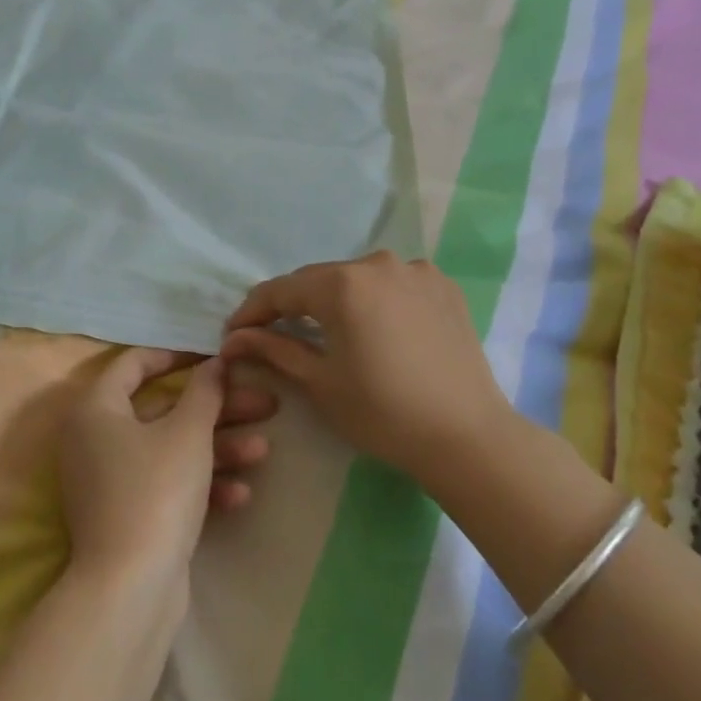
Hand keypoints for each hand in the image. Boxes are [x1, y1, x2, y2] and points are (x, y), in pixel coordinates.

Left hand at [58, 348, 273, 588]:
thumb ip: (204, 391)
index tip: (215, 357)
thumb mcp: (187, 433)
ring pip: (170, 448)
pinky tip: (241, 494)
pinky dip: (199, 484)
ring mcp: (110, 480)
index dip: (177, 354)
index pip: (134, 363)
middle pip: (164, 409)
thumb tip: (214, 362)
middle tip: (262, 403)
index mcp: (96, 408)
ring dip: (217, 447)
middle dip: (217, 408)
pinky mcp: (127, 515)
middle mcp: (95, 438)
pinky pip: (165, 484)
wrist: (130, 591)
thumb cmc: (156, 492)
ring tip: (263, 449)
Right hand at [221, 251, 510, 486]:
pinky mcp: (443, 286)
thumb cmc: (382, 412)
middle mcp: (377, 263)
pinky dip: (378, 301)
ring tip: (331, 332)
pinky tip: (378, 328)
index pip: (282, 290)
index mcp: (342, 283)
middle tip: (275, 333)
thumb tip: (233, 339)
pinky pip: (395, 285)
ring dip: (339, 301)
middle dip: (295, 305)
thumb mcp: (320, 382)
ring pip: (359, 280)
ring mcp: (416, 271)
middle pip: (321, 280)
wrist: (467, 437)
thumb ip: (273, 349)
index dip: (253, 311)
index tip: (234, 334)